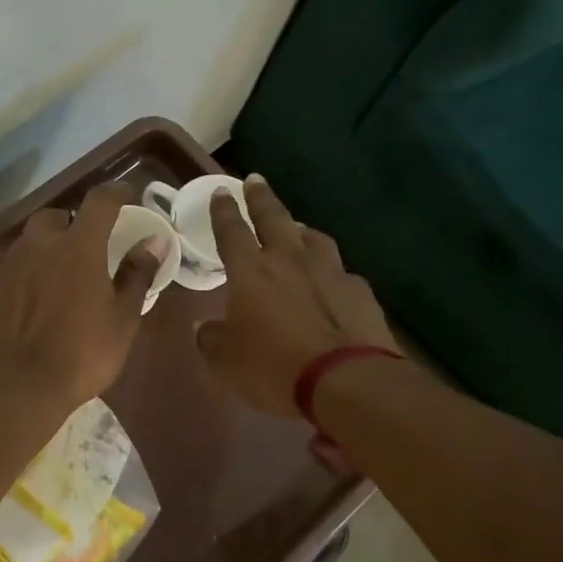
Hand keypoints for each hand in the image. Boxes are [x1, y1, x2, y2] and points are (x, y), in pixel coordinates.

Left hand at [0, 182, 160, 415]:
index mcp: (78, 246)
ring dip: (50, 247)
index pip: (100, 201)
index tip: (128, 196)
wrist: (17, 388)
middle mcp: (40, 245)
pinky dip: (31, 272)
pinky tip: (39, 299)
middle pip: (57, 217)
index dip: (117, 193)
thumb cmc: (82, 354)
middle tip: (90, 245)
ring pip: (32, 241)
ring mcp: (10, 266)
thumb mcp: (122, 319)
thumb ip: (137, 274)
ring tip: (64, 275)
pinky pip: (16, 267)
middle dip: (74, 222)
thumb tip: (154, 241)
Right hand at [196, 175, 401, 416]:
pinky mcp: (359, 290)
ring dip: (299, 229)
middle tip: (255, 180)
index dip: (224, 210)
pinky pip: (339, 270)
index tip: (221, 191)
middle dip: (261, 198)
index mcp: (250, 272)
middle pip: (274, 218)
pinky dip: (329, 270)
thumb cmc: (274, 368)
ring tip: (296, 229)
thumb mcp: (226, 362)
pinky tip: (329, 281)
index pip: (231, 231)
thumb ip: (211, 339)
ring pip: (313, 237)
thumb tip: (203, 327)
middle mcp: (289, 260)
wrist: (346, 381)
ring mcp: (329, 271)